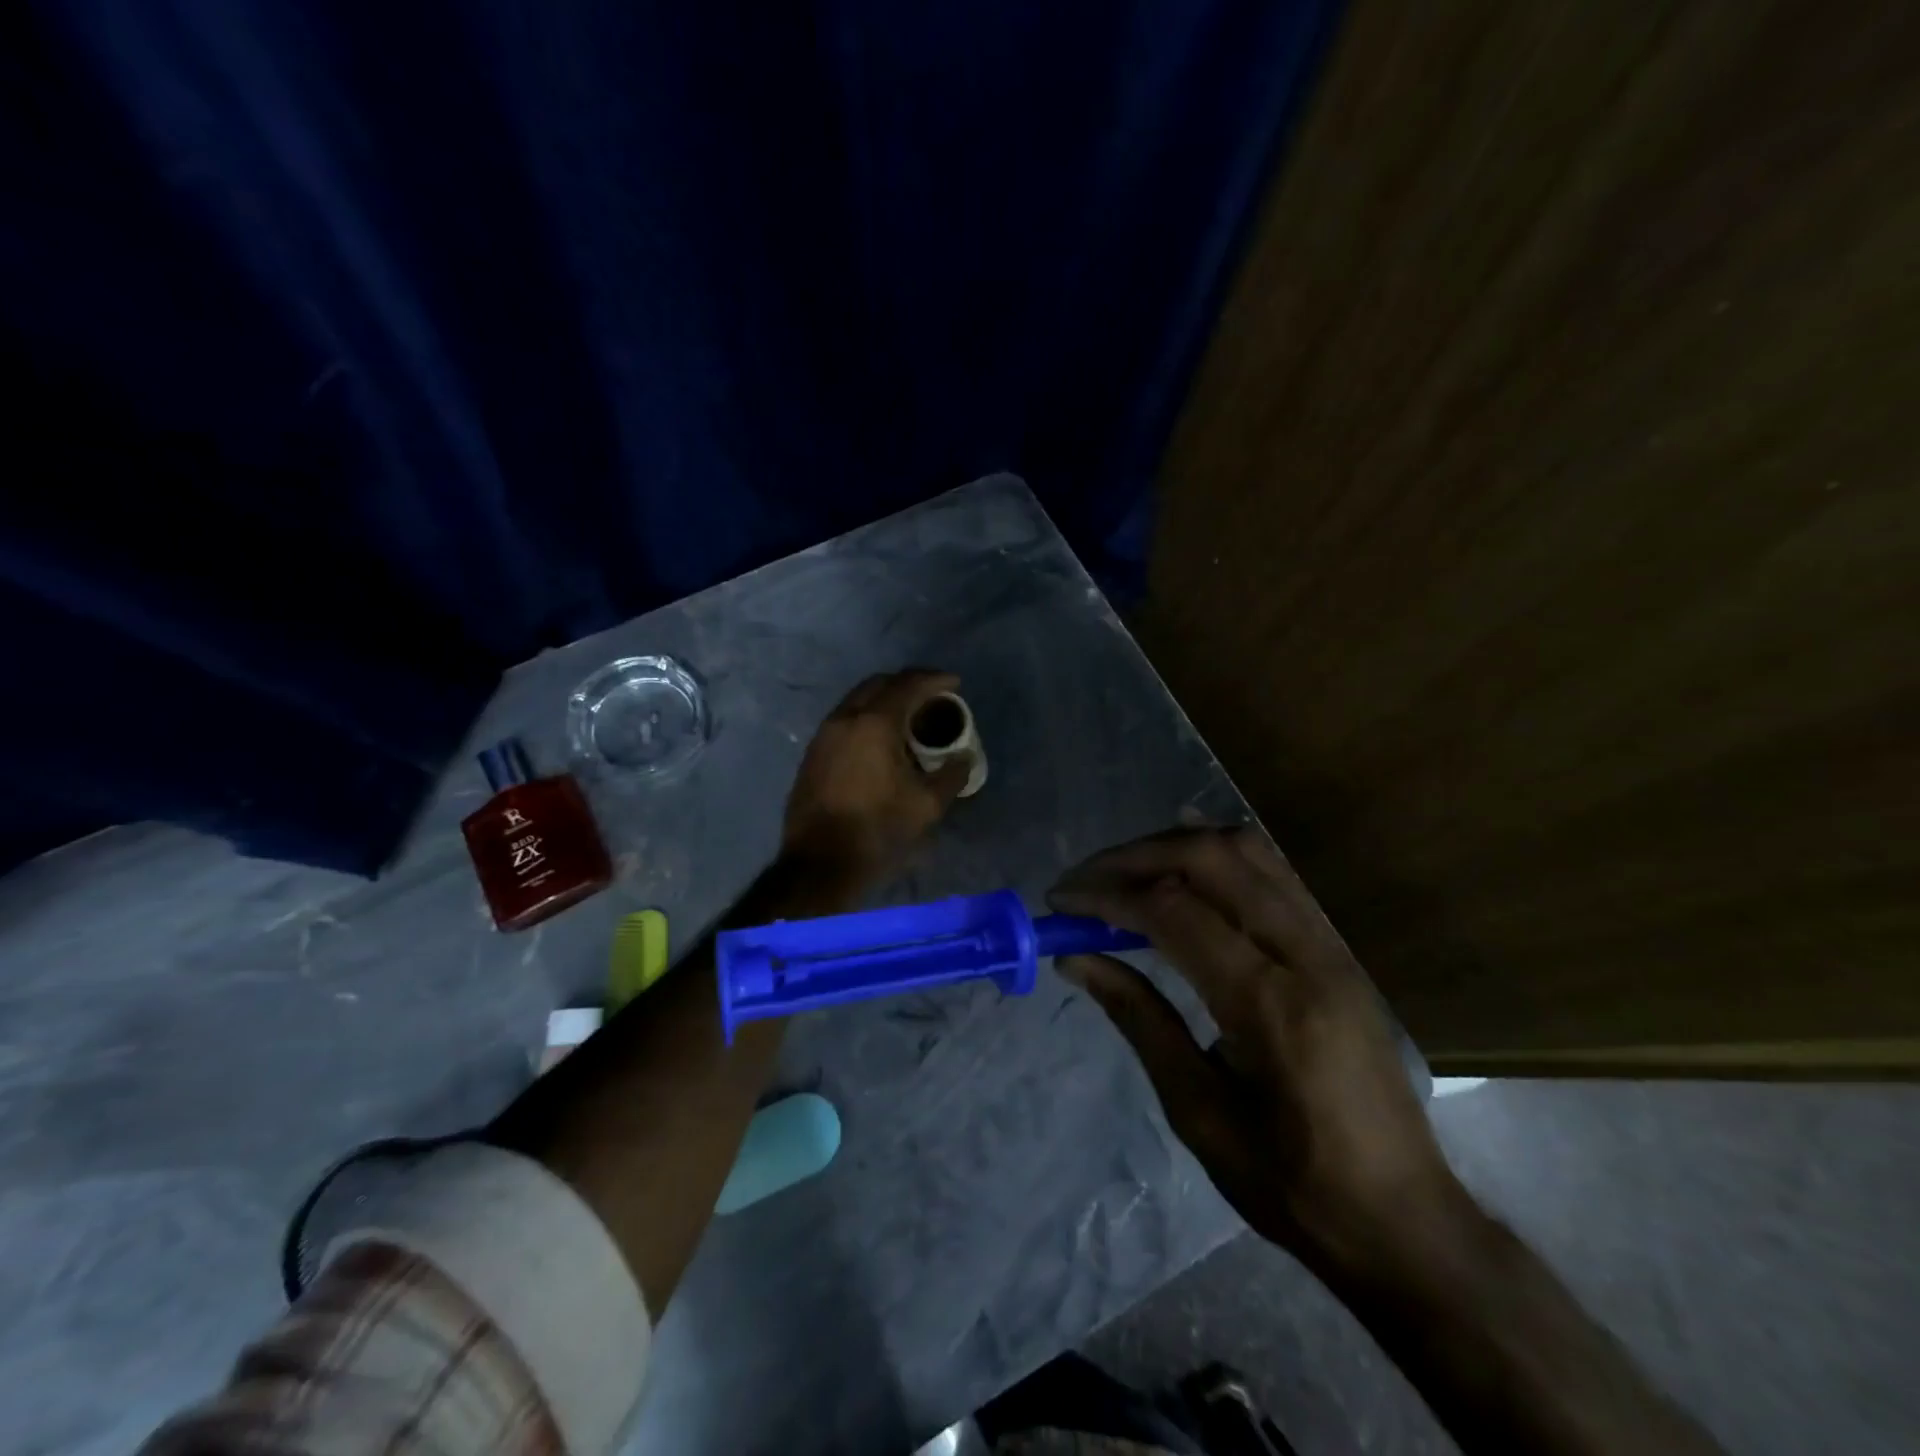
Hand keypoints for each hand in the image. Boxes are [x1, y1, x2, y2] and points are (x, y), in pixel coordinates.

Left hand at [782, 669, 972, 885]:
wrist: (819, 863)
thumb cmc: (877, 830)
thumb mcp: (926, 805)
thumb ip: (951, 775)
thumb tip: (963, 758)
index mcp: (874, 723)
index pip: (908, 685)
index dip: (935, 680)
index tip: (955, 683)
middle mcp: (845, 719)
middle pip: (879, 684)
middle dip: (908, 683)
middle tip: (932, 696)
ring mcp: (824, 735)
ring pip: (858, 700)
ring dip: (885, 700)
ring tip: (909, 717)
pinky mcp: (813, 754)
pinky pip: (845, 720)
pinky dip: (867, 717)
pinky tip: (881, 740)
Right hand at [1049, 827, 1462, 1275]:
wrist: (1401, 1218)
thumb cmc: (1290, 1182)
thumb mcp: (1196, 1110)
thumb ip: (1137, 1017)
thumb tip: (1073, 960)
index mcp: (1269, 1004)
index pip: (1174, 911)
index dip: (1107, 896)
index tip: (1059, 902)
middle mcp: (1306, 954)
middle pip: (1211, 858)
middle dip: (1136, 857)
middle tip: (1086, 881)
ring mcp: (1330, 943)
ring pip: (1247, 850)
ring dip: (1175, 846)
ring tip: (1125, 870)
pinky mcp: (1337, 947)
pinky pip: (1272, 871)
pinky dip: (1217, 855)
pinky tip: (1182, 864)